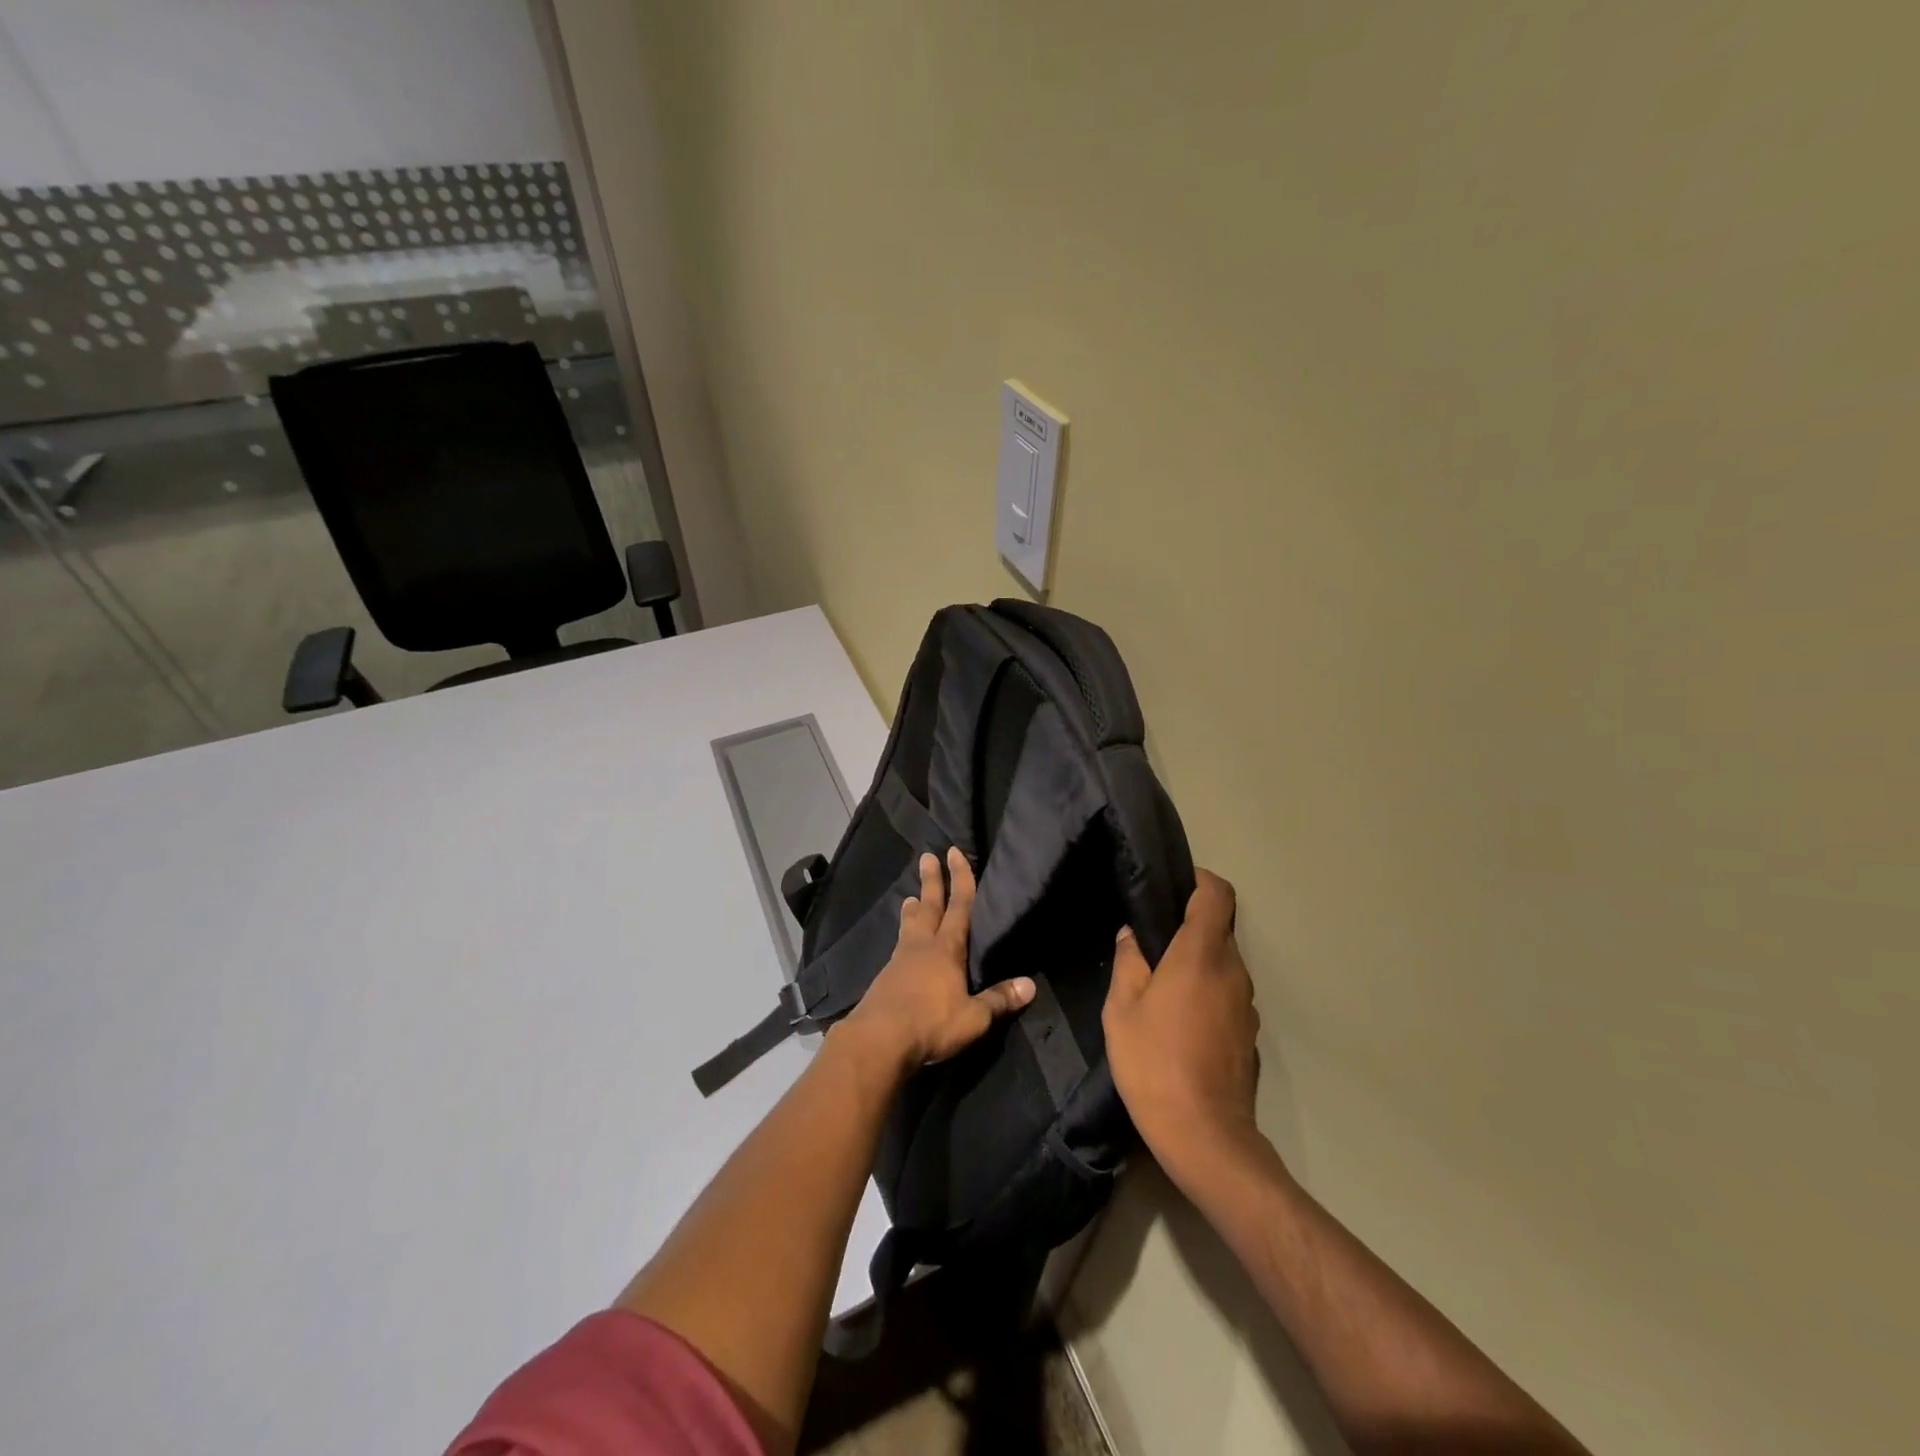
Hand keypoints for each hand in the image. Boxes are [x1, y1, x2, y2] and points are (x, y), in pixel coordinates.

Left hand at [839, 848, 1034, 1071]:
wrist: (878, 1040)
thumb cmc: (931, 1024)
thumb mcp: (973, 1018)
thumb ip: (999, 1000)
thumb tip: (1030, 985)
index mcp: (947, 949)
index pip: (958, 906)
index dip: (960, 878)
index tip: (954, 852)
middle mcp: (922, 946)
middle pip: (929, 906)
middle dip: (932, 881)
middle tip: (927, 856)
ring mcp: (900, 960)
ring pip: (910, 925)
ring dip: (913, 909)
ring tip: (910, 897)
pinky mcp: (886, 977)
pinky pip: (899, 946)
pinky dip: (903, 935)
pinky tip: (901, 944)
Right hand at [1104, 869, 1264, 1182]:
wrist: (1204, 1135)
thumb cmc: (1154, 1062)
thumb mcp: (1121, 1009)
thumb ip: (1128, 962)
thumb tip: (1132, 934)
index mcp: (1201, 955)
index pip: (1217, 894)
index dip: (1199, 879)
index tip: (1172, 885)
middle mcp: (1233, 971)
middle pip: (1220, 928)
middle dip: (1188, 924)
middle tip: (1151, 939)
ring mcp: (1246, 1004)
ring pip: (1223, 962)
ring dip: (1196, 961)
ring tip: (1160, 982)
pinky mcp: (1249, 1033)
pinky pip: (1227, 993)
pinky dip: (1206, 990)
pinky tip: (1178, 1018)